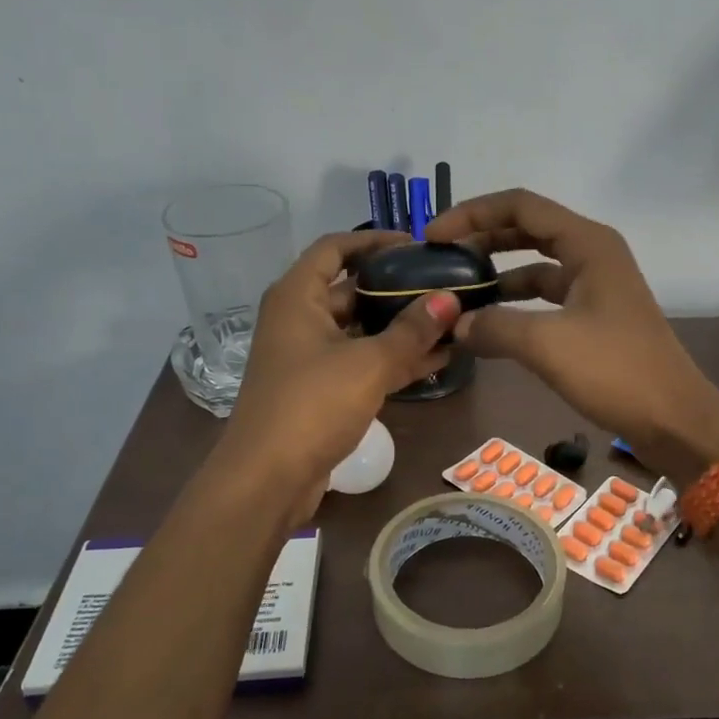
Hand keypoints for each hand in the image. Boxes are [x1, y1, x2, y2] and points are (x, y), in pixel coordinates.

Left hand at [215, 231, 460, 520]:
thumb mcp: (368, 363)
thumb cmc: (311, 405)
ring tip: (450, 321)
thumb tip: (451, 297)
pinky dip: (393, 359)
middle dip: (396, 288)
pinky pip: (362, 362)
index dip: (374, 240)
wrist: (268, 479)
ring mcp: (309, 357)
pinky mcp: (320, 390)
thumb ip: (412, 330)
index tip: (417, 244)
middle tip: (443, 284)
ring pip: (361, 330)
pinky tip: (436, 360)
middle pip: (351, 289)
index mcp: (297, 297)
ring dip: (401, 328)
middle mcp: (299, 320)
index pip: (335, 248)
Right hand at [425, 190, 718, 485]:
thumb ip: (494, 326)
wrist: (673, 419)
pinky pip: (546, 297)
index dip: (473, 214)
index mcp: (587, 243)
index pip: (520, 206)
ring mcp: (596, 286)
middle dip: (483, 239)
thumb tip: (454, 324)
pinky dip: (516, 304)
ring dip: (498, 273)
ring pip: (536, 266)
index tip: (434, 237)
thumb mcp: (547, 344)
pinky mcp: (595, 317)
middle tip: (441, 259)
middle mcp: (592, 254)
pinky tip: (489, 323)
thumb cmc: (615, 371)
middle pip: (527, 229)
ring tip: (458, 291)